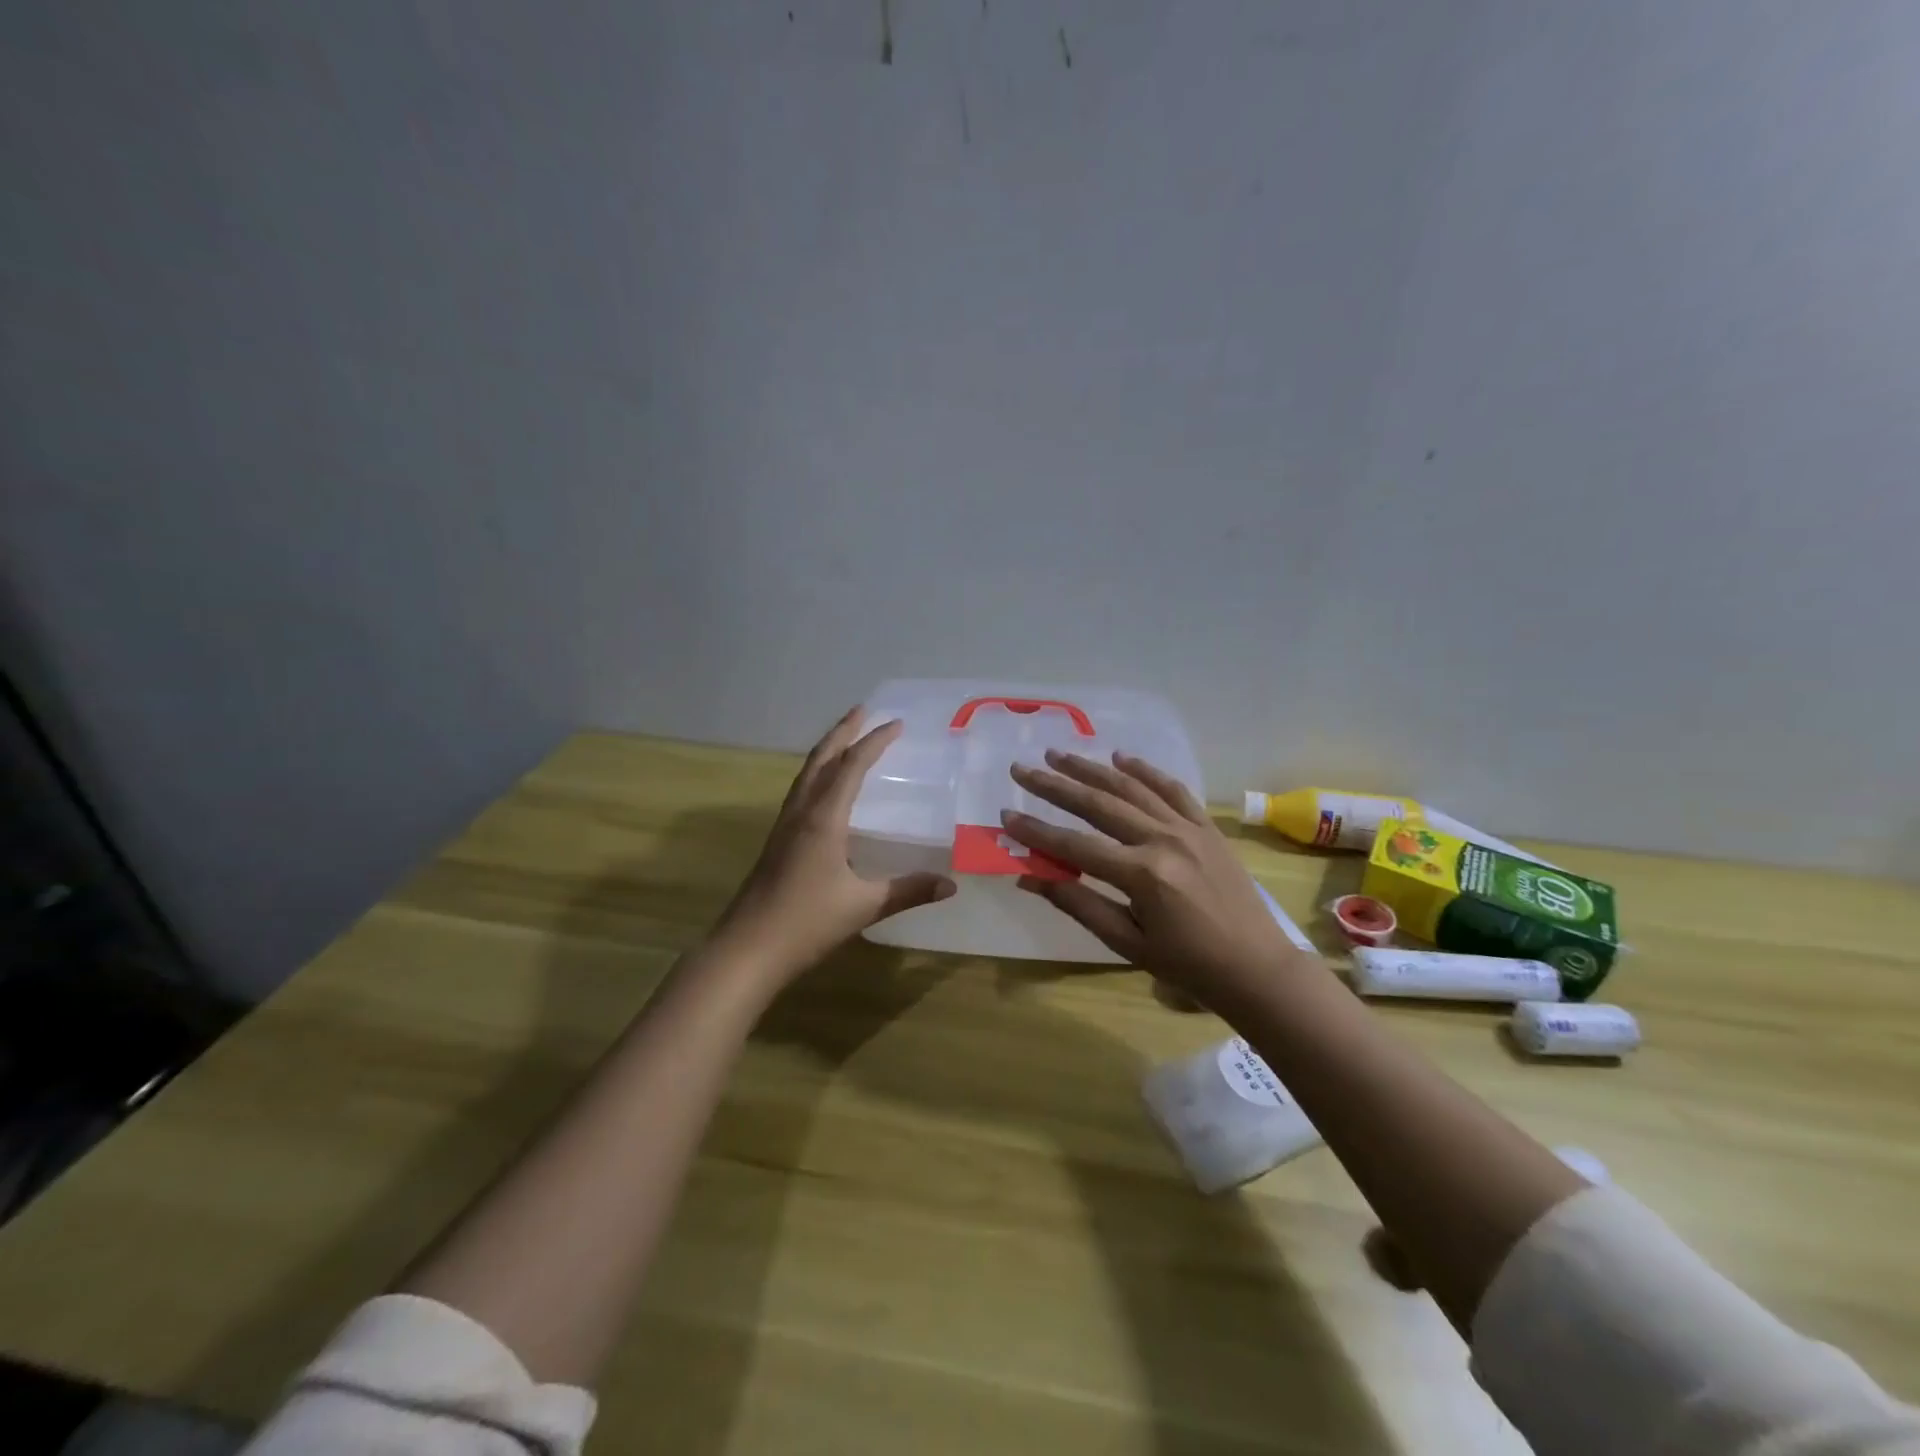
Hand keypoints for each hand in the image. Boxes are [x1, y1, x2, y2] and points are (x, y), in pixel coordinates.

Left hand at [712, 707, 955, 984]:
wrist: (747, 949)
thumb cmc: (806, 923)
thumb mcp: (864, 906)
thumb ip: (908, 891)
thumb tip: (950, 885)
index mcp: (823, 819)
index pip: (851, 766)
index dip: (874, 742)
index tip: (896, 723)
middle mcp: (801, 813)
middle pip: (821, 759)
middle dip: (843, 731)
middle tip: (863, 710)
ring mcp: (784, 826)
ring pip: (806, 774)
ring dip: (827, 750)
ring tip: (846, 737)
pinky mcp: (777, 841)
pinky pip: (800, 792)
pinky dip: (817, 774)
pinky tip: (825, 788)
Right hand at [1003, 751, 1313, 1012]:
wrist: (1256, 968)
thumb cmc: (1188, 965)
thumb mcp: (1127, 942)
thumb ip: (1078, 903)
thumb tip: (1029, 876)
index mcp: (1142, 874)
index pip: (1074, 845)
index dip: (1036, 832)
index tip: (1006, 814)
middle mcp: (1163, 840)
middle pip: (1098, 804)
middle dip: (1055, 786)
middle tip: (1022, 770)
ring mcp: (1188, 828)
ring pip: (1131, 788)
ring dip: (1092, 769)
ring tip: (1059, 756)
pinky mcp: (1207, 826)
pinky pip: (1173, 789)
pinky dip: (1146, 771)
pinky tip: (1122, 758)